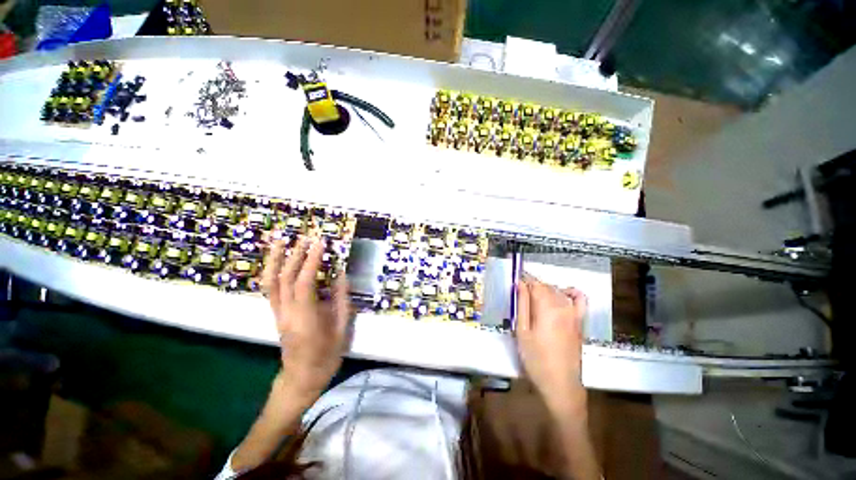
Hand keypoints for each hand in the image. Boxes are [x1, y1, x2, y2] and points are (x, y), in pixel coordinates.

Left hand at [262, 236, 351, 403]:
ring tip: (280, 241)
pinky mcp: (276, 314)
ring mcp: (278, 313)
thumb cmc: (326, 356)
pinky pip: (270, 289)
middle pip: (284, 279)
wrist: (301, 378)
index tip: (321, 243)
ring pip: (270, 282)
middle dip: (295, 254)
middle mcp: (287, 313)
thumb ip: (342, 300)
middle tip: (306, 237)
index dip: (311, 261)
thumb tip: (342, 275)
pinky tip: (277, 261)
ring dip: (274, 260)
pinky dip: (272, 271)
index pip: (304, 282)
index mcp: (306, 318)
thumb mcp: (342, 329)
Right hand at [516, 274, 588, 416]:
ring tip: (533, 299)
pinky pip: (580, 300)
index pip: (535, 284)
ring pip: (558, 292)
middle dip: (533, 286)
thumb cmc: (535, 358)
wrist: (560, 384)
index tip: (516, 280)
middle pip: (546, 287)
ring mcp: (574, 314)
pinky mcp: (580, 322)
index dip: (524, 280)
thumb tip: (520, 283)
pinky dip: (572, 292)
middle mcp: (563, 306)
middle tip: (520, 294)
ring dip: (545, 290)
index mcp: (547, 307)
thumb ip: (522, 304)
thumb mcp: (522, 331)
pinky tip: (563, 293)